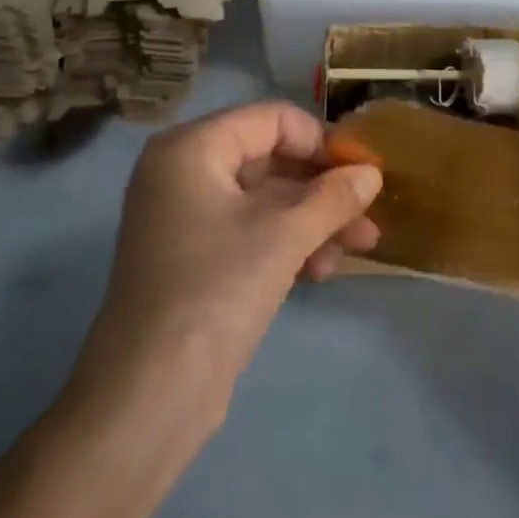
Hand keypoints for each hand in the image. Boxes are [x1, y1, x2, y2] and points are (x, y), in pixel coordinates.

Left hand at [79, 102, 382, 403]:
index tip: (362, 171)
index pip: (271, 120)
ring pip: (264, 200)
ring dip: (313, 219)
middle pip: (270, 159)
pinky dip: (287, 243)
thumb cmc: (216, 290)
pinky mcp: (193, 258)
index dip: (321, 141)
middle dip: (323, 188)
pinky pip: (249, 231)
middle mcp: (184, 172)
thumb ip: (333, 197)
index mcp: (192, 147)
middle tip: (368, 212)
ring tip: (359, 248)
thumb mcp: (285, 236)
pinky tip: (321, 270)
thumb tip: (371, 173)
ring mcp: (186, 217)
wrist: (147, 398)